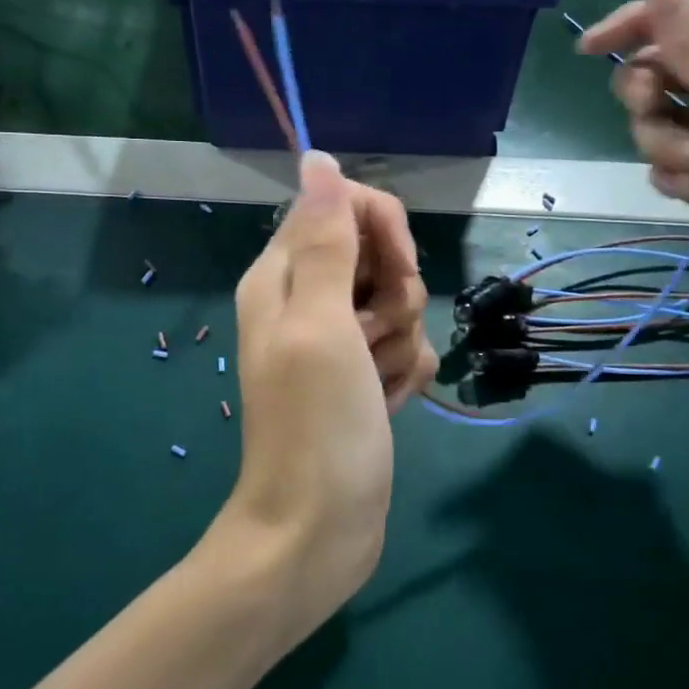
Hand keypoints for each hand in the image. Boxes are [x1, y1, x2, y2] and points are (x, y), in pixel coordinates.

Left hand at [212, 150, 436, 647]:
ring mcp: (337, 340)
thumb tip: (317, 157)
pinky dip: (404, 374)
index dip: (382, 228)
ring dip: (400, 342)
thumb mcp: (321, 323)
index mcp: (283, 274)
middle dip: (395, 294)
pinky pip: (405, 348)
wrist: (319, 531)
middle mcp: (307, 299)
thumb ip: (325, 239)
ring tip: (374, 383)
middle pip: (378, 254)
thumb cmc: (316, 425)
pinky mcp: (363, 375)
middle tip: (373, 338)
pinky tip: (386, 405)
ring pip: (399, 303)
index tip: (397, 270)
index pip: (343, 205)